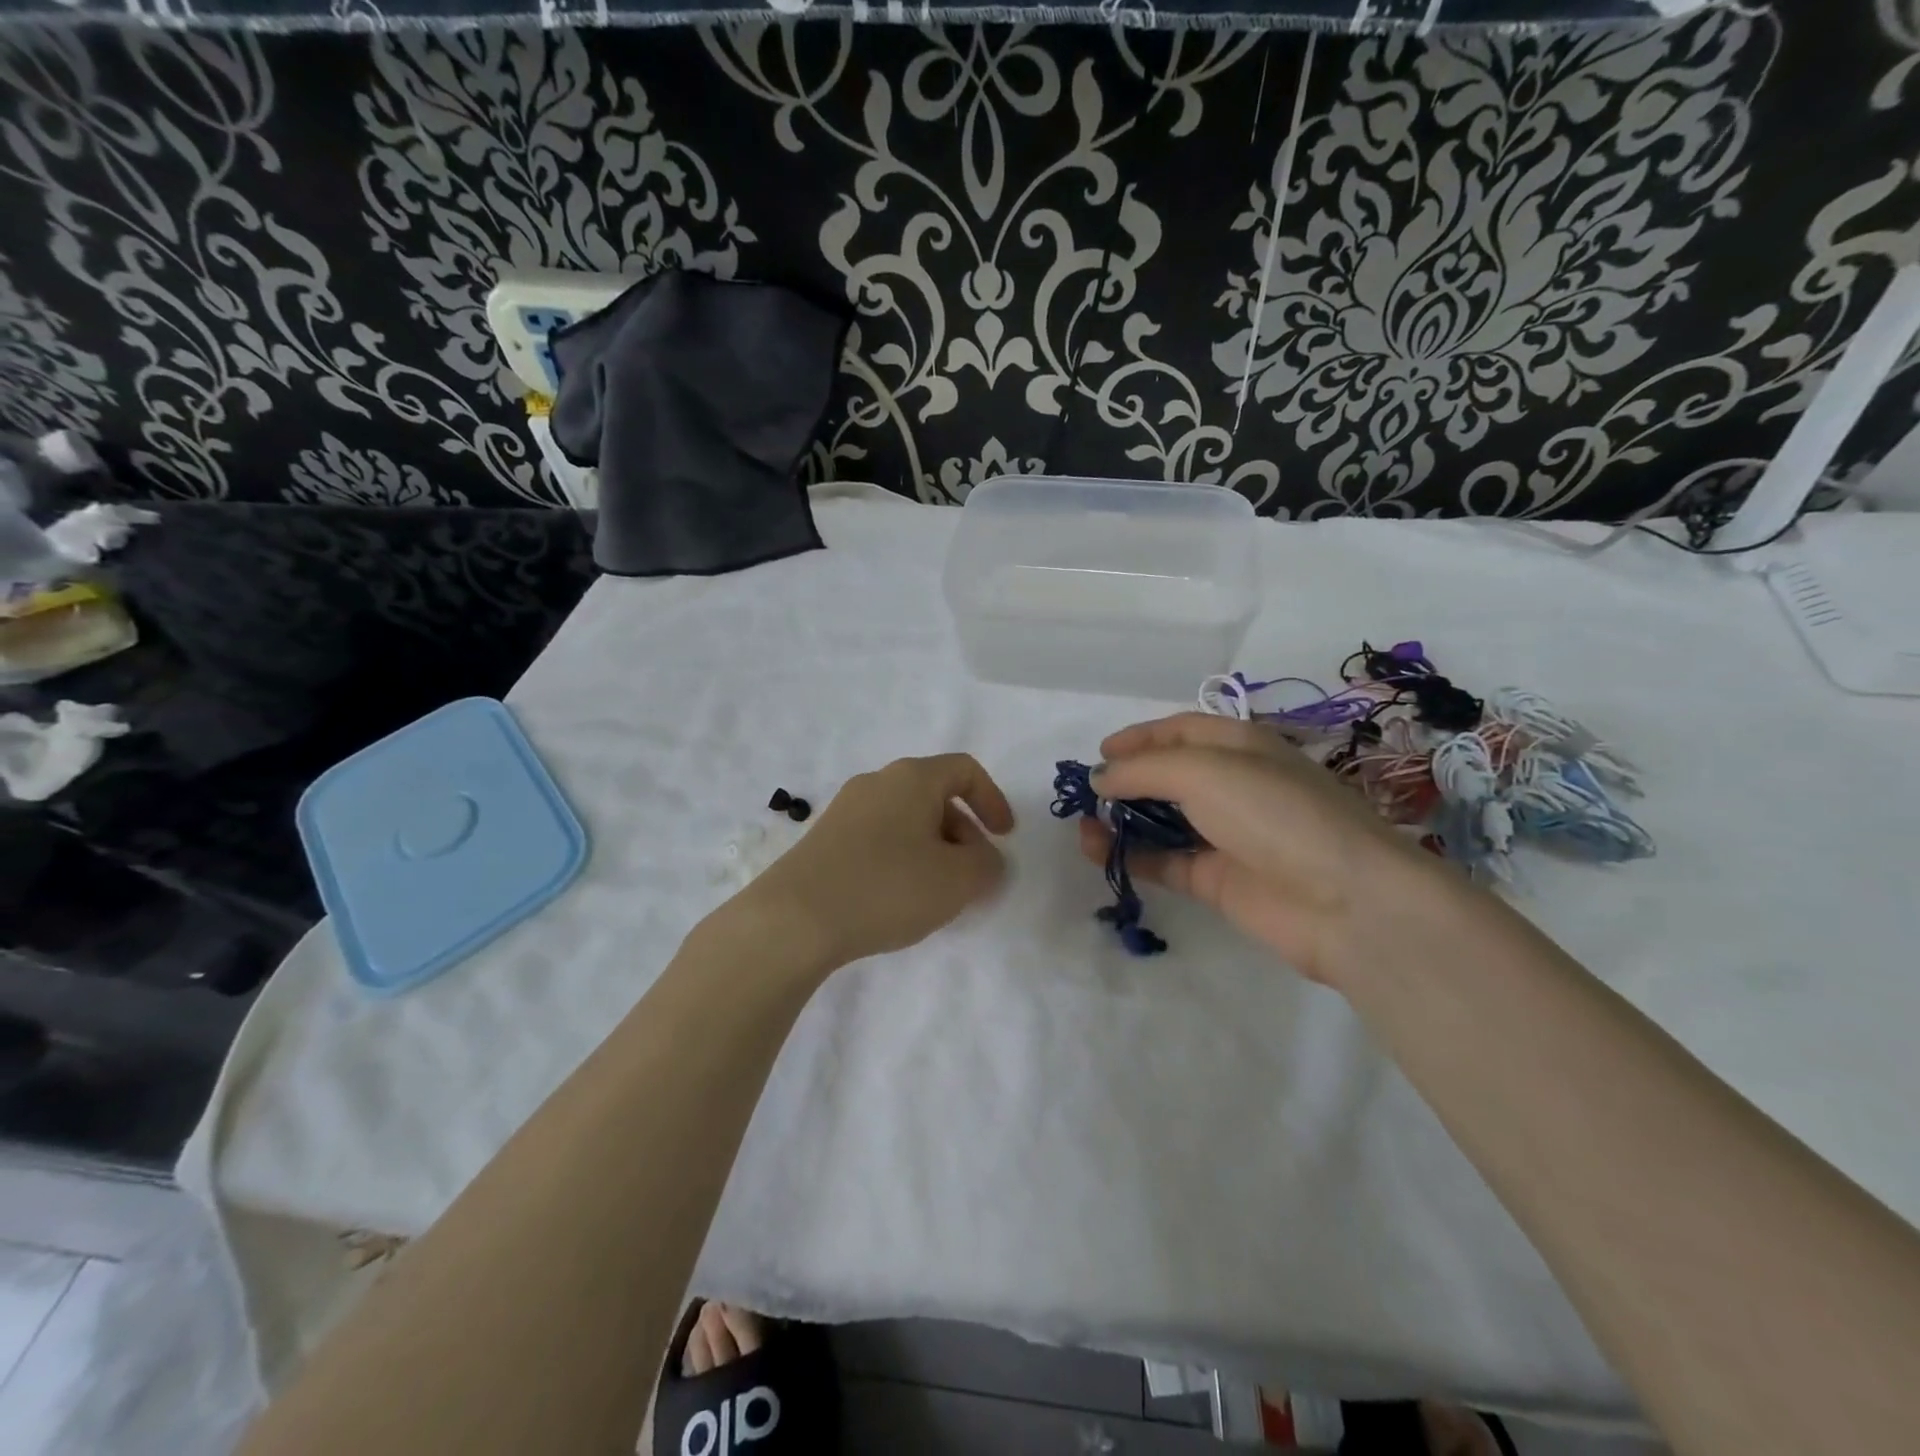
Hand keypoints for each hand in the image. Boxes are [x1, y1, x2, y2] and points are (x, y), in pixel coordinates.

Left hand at [741, 754, 1014, 967]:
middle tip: (972, 875)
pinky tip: (897, 899)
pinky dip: (901, 859)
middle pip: (934, 795)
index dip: (993, 800)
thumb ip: (987, 865)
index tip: (1005, 838)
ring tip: (936, 893)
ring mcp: (845, 810)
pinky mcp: (823, 839)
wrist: (794, 919)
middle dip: (963, 833)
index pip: (965, 770)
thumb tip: (985, 860)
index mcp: (912, 778)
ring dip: (933, 849)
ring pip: (905, 819)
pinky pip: (878, 838)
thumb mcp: (957, 881)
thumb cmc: (886, 887)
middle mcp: (877, 782)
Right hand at [1084, 713, 1446, 982]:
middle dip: (1126, 780)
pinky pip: (1165, 861)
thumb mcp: (1203, 771)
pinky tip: (1099, 853)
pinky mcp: (1219, 880)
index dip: (1139, 737)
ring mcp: (1227, 835)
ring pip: (1163, 821)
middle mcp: (1234, 786)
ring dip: (1122, 820)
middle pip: (1169, 775)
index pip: (1181, 731)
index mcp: (1240, 745)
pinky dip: (1131, 856)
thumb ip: (1143, 770)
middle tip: (1085, 794)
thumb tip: (1100, 779)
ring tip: (1082, 826)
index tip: (1098, 754)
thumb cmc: (1274, 813)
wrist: (1345, 901)